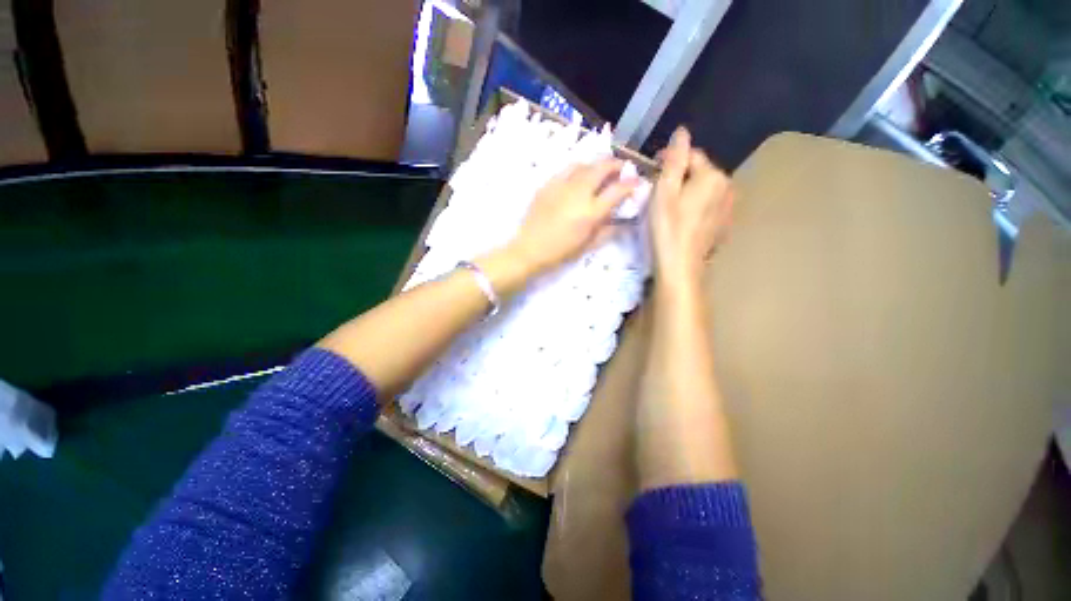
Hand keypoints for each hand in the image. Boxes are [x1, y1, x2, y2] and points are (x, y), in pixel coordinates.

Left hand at [506, 158, 638, 277]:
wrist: (529, 249)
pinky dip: (577, 169)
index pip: (618, 190)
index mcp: (590, 212)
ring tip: (600, 171)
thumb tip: (623, 219)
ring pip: (584, 164)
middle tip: (621, 168)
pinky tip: (578, 177)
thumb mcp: (588, 245)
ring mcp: (561, 186)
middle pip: (601, 167)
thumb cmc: (560, 252)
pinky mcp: (547, 185)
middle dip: (616, 164)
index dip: (631, 184)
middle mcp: (578, 194)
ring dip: (596, 165)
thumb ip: (607, 230)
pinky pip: (565, 170)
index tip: (637, 182)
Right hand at [650, 127, 734, 287]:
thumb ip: (674, 160)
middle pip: (699, 172)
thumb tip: (682, 131)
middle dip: (679, 177)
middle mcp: (727, 186)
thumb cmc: (667, 228)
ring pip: (704, 189)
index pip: (691, 155)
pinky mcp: (724, 224)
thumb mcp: (664, 192)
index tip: (651, 170)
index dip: (669, 159)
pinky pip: (709, 205)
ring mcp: (728, 207)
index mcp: (713, 176)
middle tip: (657, 193)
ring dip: (688, 191)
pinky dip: (696, 206)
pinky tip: (683, 220)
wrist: (680, 266)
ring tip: (669, 207)